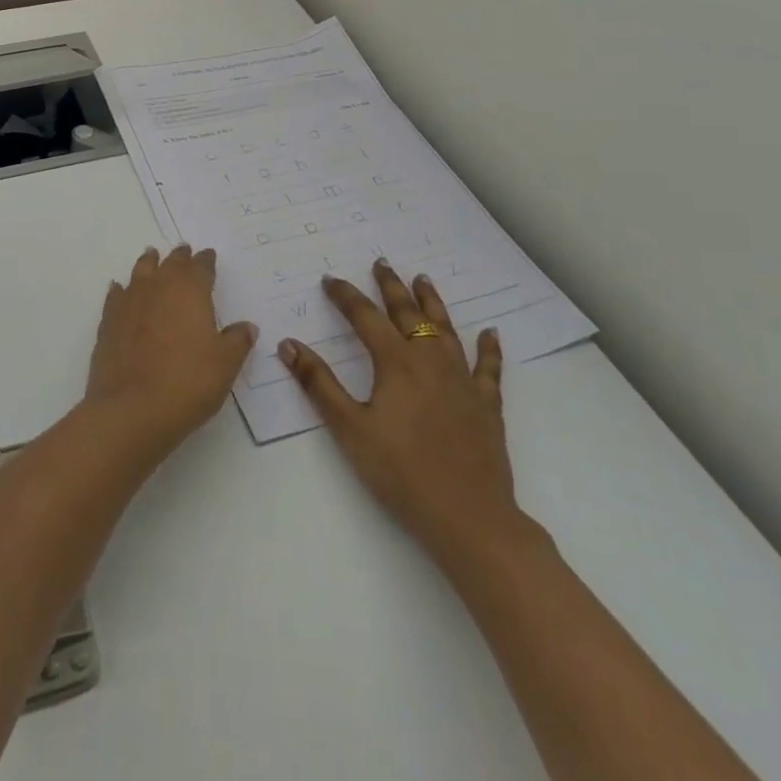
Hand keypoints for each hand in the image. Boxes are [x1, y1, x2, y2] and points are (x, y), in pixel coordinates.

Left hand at [83, 245, 256, 461]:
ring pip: (140, 272)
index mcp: (190, 291)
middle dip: (179, 257)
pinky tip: (120, 289)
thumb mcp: (225, 365)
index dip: (206, 261)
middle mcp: (159, 287)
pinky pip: (116, 295)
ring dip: (149, 263)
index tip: (209, 256)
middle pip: (170, 263)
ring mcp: (130, 302)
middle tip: (184, 251)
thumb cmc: (188, 382)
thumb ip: (237, 341)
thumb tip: (246, 326)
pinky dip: (121, 290)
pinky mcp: (109, 321)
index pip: (201, 267)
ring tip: (151, 256)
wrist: (132, 409)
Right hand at [280, 259, 528, 573]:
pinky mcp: (486, 405)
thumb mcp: (350, 429)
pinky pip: (488, 368)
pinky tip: (491, 334)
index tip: (329, 280)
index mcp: (396, 363)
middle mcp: (430, 361)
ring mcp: (462, 381)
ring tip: (423, 280)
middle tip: (381, 263)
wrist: (469, 517)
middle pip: (408, 313)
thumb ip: (319, 384)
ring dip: (432, 302)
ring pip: (446, 330)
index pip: (365, 317)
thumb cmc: (402, 473)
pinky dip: (489, 348)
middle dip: (391, 286)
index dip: (345, 296)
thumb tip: (289, 344)